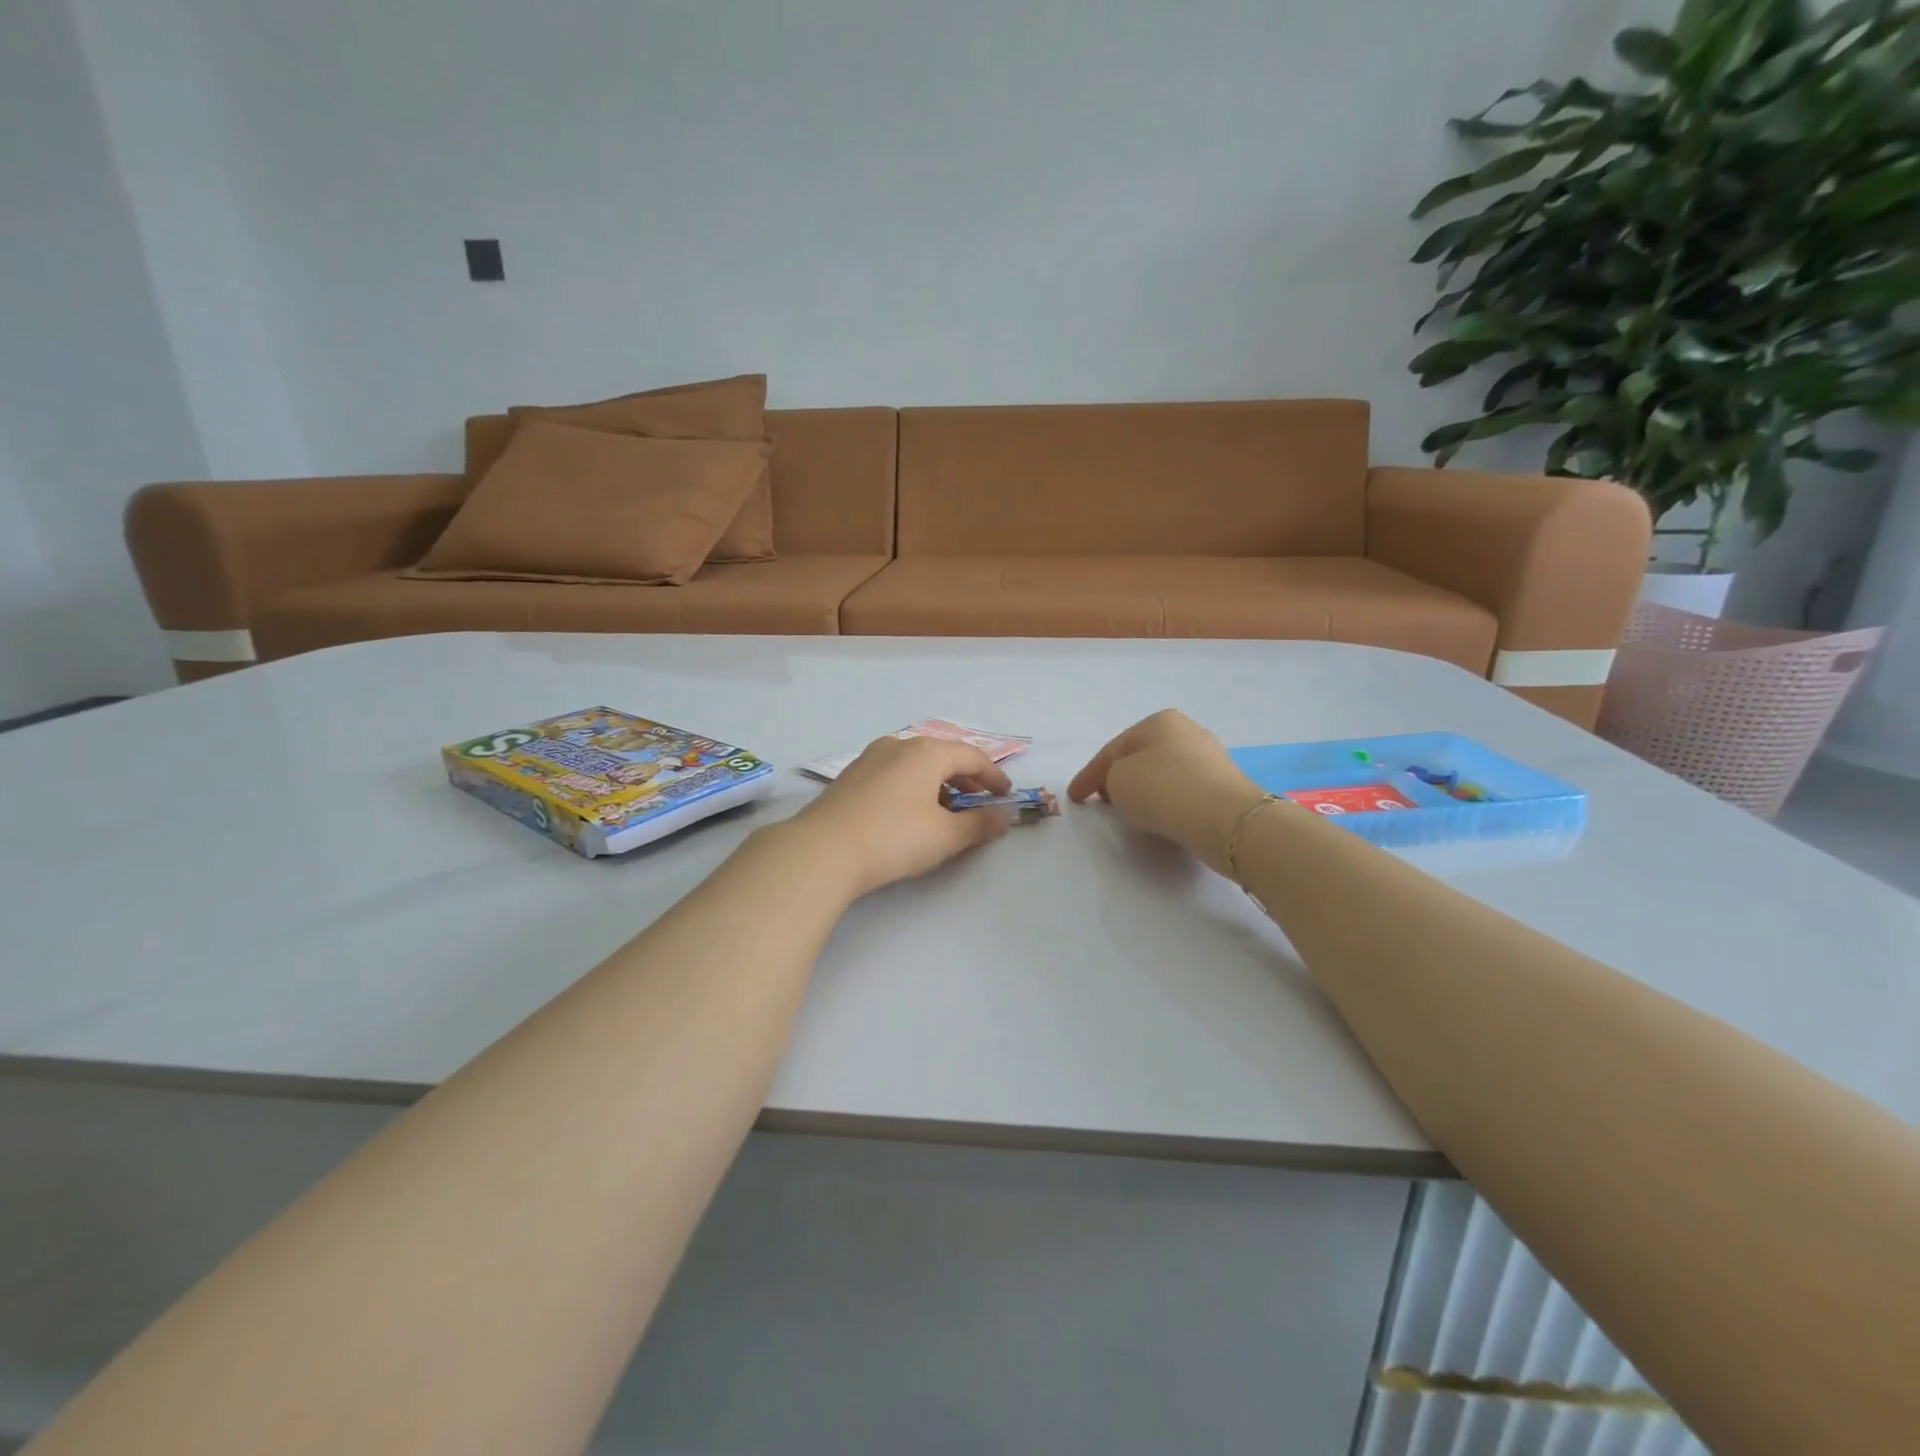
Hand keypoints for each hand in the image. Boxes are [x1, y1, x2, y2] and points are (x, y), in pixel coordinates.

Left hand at [795, 736, 1013, 896]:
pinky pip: (893, 774)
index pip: (971, 756)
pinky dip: (912, 787)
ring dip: (937, 784)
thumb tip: (1003, 817)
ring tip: (945, 811)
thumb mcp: (945, 836)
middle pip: (942, 756)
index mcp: (926, 752)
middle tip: (979, 802)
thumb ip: (979, 825)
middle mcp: (897, 746)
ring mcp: (869, 759)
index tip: (1005, 796)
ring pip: (915, 764)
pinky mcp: (849, 778)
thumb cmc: (894, 838)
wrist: (822, 850)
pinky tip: (910, 814)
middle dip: (965, 778)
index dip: (993, 775)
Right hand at [1069, 710, 1265, 874]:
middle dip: (1118, 778)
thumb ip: (1110, 780)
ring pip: (1162, 773)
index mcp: (1158, 721)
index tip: (1074, 797)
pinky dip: (1165, 800)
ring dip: (1143, 790)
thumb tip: (1126, 786)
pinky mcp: (1223, 785)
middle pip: (1139, 757)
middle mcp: (1186, 731)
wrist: (1226, 819)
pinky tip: (1160, 815)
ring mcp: (1209, 758)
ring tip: (1129, 811)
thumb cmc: (1163, 790)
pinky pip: (1181, 790)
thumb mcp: (1117, 781)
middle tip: (1101, 800)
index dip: (1088, 775)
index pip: (1112, 750)